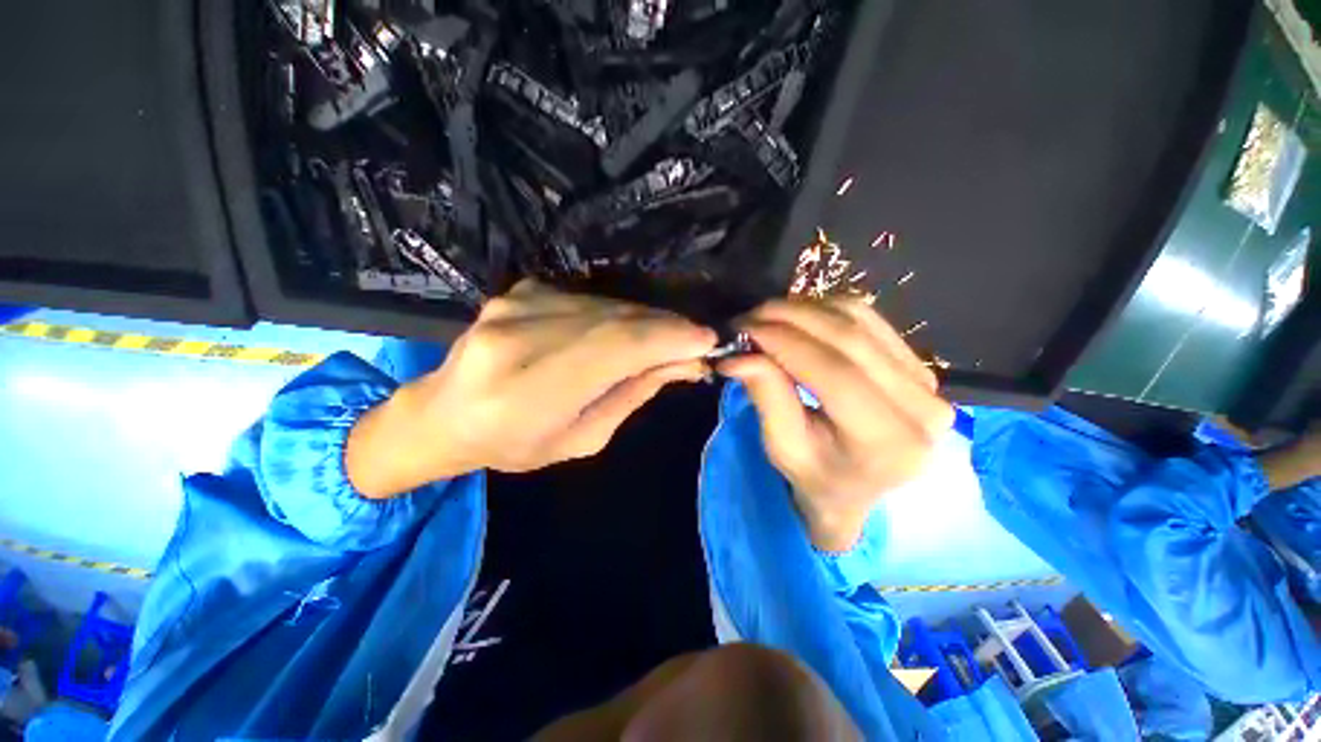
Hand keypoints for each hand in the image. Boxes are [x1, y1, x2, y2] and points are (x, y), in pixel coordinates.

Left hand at [347, 280, 716, 497]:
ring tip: (669, 337)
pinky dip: (619, 312)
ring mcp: (516, 304)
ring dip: (647, 319)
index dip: (669, 338)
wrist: (445, 412)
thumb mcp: (582, 438)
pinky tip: (630, 329)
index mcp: (530, 390)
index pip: (618, 347)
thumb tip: (684, 363)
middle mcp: (520, 336)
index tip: (707, 342)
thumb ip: (631, 395)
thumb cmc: (515, 444)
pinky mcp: (520, 290)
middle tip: (696, 340)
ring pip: (606, 305)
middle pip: (616, 320)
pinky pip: (588, 299)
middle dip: (666, 327)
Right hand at [719, 299, 953, 550]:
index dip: (785, 343)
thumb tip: (738, 356)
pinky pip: (868, 319)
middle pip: (849, 339)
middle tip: (748, 318)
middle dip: (789, 318)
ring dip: (805, 310)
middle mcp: (922, 407)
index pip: (835, 374)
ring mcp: (927, 381)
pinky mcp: (919, 363)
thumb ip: (766, 397)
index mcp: (889, 443)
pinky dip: (825, 310)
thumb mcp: (783, 448)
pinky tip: (797, 318)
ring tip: (766, 318)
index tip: (743, 329)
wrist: (860, 491)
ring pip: (859, 319)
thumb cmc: (817, 478)